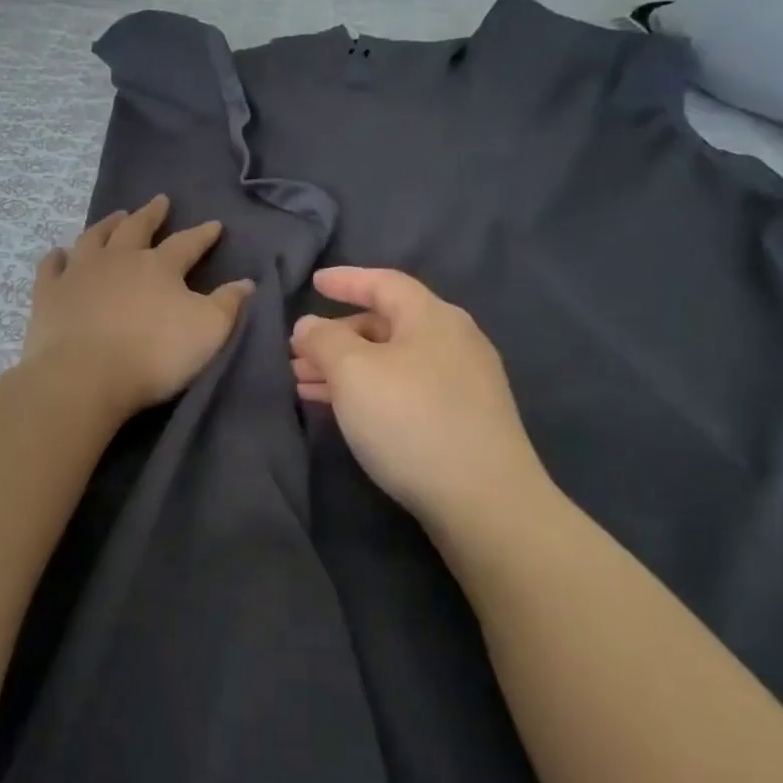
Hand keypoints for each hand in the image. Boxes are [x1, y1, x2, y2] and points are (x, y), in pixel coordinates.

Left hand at [26, 195, 254, 415]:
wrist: (85, 375)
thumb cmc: (154, 354)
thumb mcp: (208, 331)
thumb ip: (228, 305)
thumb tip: (246, 282)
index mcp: (159, 266)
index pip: (187, 243)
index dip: (203, 234)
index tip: (214, 225)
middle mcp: (118, 259)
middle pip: (137, 228)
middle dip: (151, 214)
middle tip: (159, 201)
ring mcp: (80, 273)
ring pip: (94, 238)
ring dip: (107, 225)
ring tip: (116, 216)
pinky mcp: (49, 294)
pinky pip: (51, 267)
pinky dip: (56, 258)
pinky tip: (58, 253)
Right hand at [291, 267, 554, 557]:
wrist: (484, 501)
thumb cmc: (411, 420)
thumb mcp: (353, 372)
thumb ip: (323, 341)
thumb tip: (309, 325)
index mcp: (432, 317)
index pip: (384, 282)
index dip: (346, 280)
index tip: (314, 282)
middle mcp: (453, 341)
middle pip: (386, 324)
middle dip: (337, 337)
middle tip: (297, 355)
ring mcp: (463, 382)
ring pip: (393, 361)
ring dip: (347, 369)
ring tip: (305, 386)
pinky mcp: (464, 419)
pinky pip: (405, 389)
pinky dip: (370, 391)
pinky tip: (345, 410)